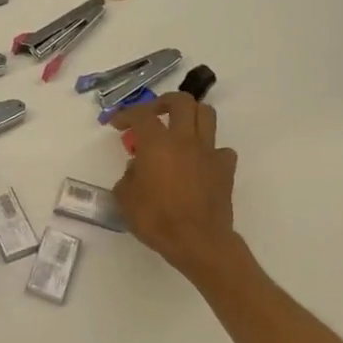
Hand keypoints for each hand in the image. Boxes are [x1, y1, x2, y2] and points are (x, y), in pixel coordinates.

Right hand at [108, 93, 239, 280]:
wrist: (198, 241)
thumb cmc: (156, 219)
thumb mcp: (125, 198)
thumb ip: (128, 176)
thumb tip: (138, 168)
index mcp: (157, 143)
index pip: (140, 115)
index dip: (125, 114)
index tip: (116, 124)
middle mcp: (184, 140)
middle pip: (181, 101)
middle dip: (163, 102)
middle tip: (152, 115)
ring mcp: (209, 152)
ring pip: (206, 115)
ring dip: (190, 116)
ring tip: (178, 129)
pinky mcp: (225, 169)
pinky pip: (220, 149)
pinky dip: (209, 150)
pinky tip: (198, 163)